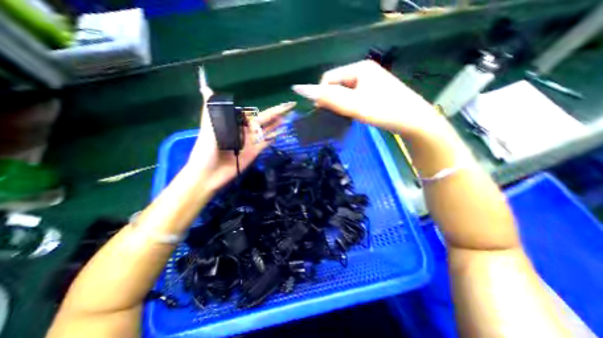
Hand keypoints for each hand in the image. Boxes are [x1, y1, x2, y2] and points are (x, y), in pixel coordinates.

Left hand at [186, 84, 294, 189]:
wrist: (209, 173)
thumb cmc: (207, 149)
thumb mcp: (209, 127)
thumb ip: (213, 110)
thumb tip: (206, 87)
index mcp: (235, 122)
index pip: (253, 112)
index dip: (262, 107)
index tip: (275, 101)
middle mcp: (245, 130)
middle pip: (263, 119)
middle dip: (276, 113)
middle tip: (290, 106)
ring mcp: (251, 141)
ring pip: (267, 130)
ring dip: (276, 124)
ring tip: (287, 117)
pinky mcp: (254, 151)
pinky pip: (266, 142)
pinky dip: (273, 137)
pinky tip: (281, 132)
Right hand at [289, 59, 448, 139]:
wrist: (413, 121)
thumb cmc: (384, 111)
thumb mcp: (354, 105)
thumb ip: (329, 98)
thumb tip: (301, 90)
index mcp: (359, 68)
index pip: (329, 78)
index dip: (322, 94)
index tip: (324, 112)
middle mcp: (364, 71)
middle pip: (337, 84)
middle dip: (332, 99)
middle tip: (337, 115)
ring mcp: (370, 81)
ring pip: (344, 91)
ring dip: (340, 103)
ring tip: (345, 116)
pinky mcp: (373, 92)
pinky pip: (353, 96)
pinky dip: (348, 105)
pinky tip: (353, 113)